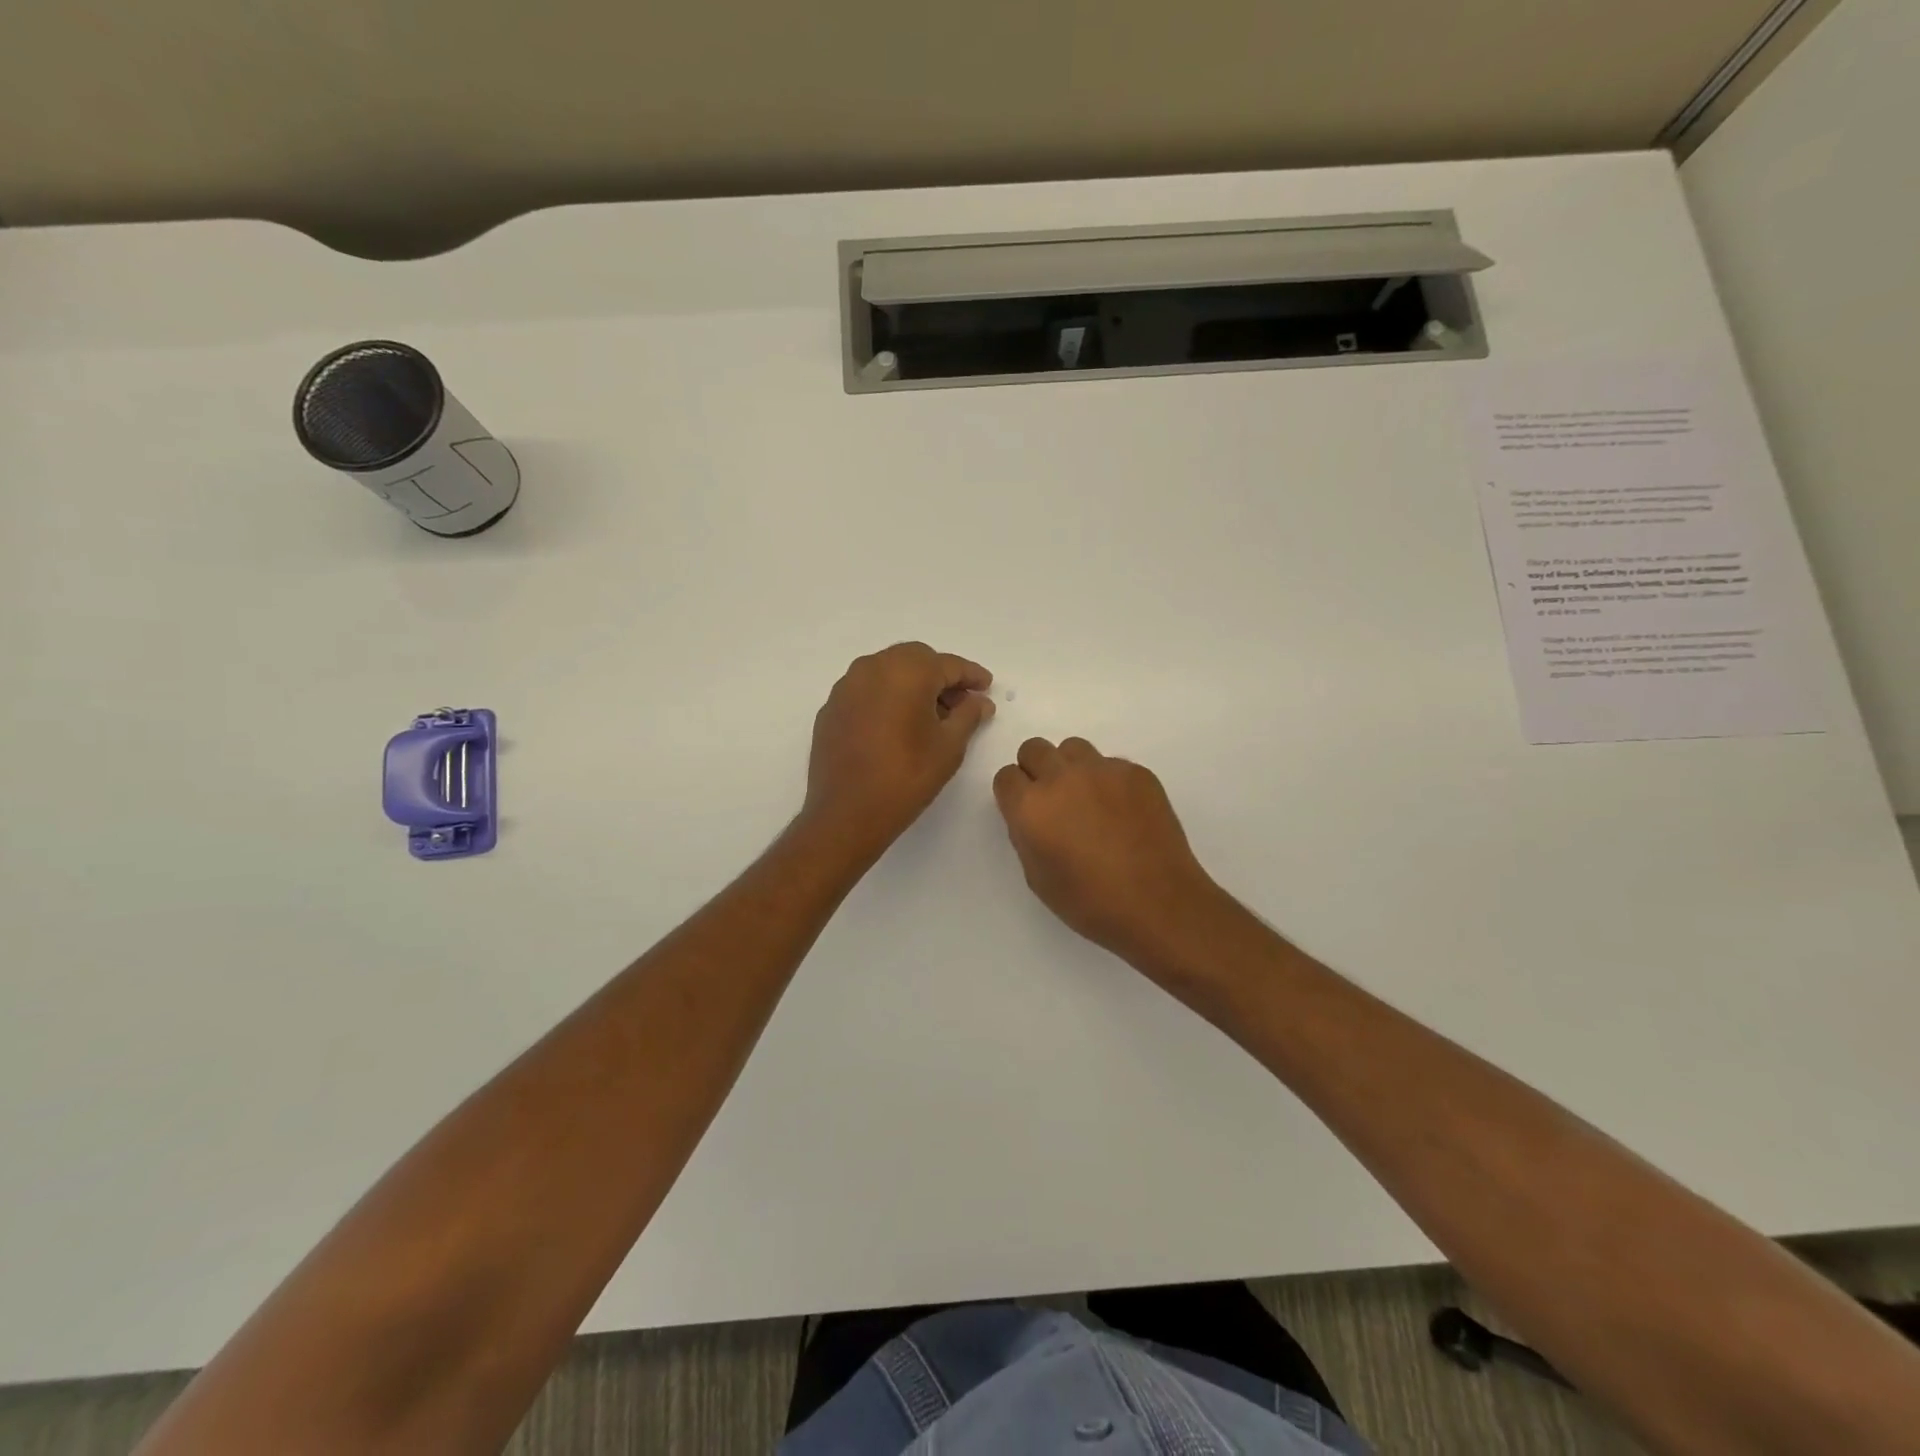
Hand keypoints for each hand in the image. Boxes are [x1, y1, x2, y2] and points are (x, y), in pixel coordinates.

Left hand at [803, 643, 995, 854]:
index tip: (987, 686)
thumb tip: (979, 701)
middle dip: (940, 676)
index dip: (971, 675)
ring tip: (931, 715)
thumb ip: (968, 715)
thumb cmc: (906, 777)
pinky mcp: (831, 708)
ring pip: (888, 671)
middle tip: (961, 703)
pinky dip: (887, 698)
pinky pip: (867, 691)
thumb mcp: (949, 746)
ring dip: (912, 685)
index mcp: (906, 671)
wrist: (847, 813)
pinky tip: (897, 725)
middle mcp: (872, 667)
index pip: (947, 664)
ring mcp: (846, 687)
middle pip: (915, 660)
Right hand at [993, 737, 1225, 974]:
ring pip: (1073, 748)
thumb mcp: (1037, 877)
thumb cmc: (1091, 902)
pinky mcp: (1136, 772)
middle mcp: (1061, 777)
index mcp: (1031, 806)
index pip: (1006, 776)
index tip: (1026, 812)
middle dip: (1036, 771)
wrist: (1159, 904)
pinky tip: (1122, 813)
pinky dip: (1108, 781)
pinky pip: (1110, 764)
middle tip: (1054, 802)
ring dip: (1071, 768)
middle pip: (1034, 749)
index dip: (1014, 794)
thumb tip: (1033, 816)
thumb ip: (1026, 835)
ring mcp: (1102, 770)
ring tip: (1088, 801)